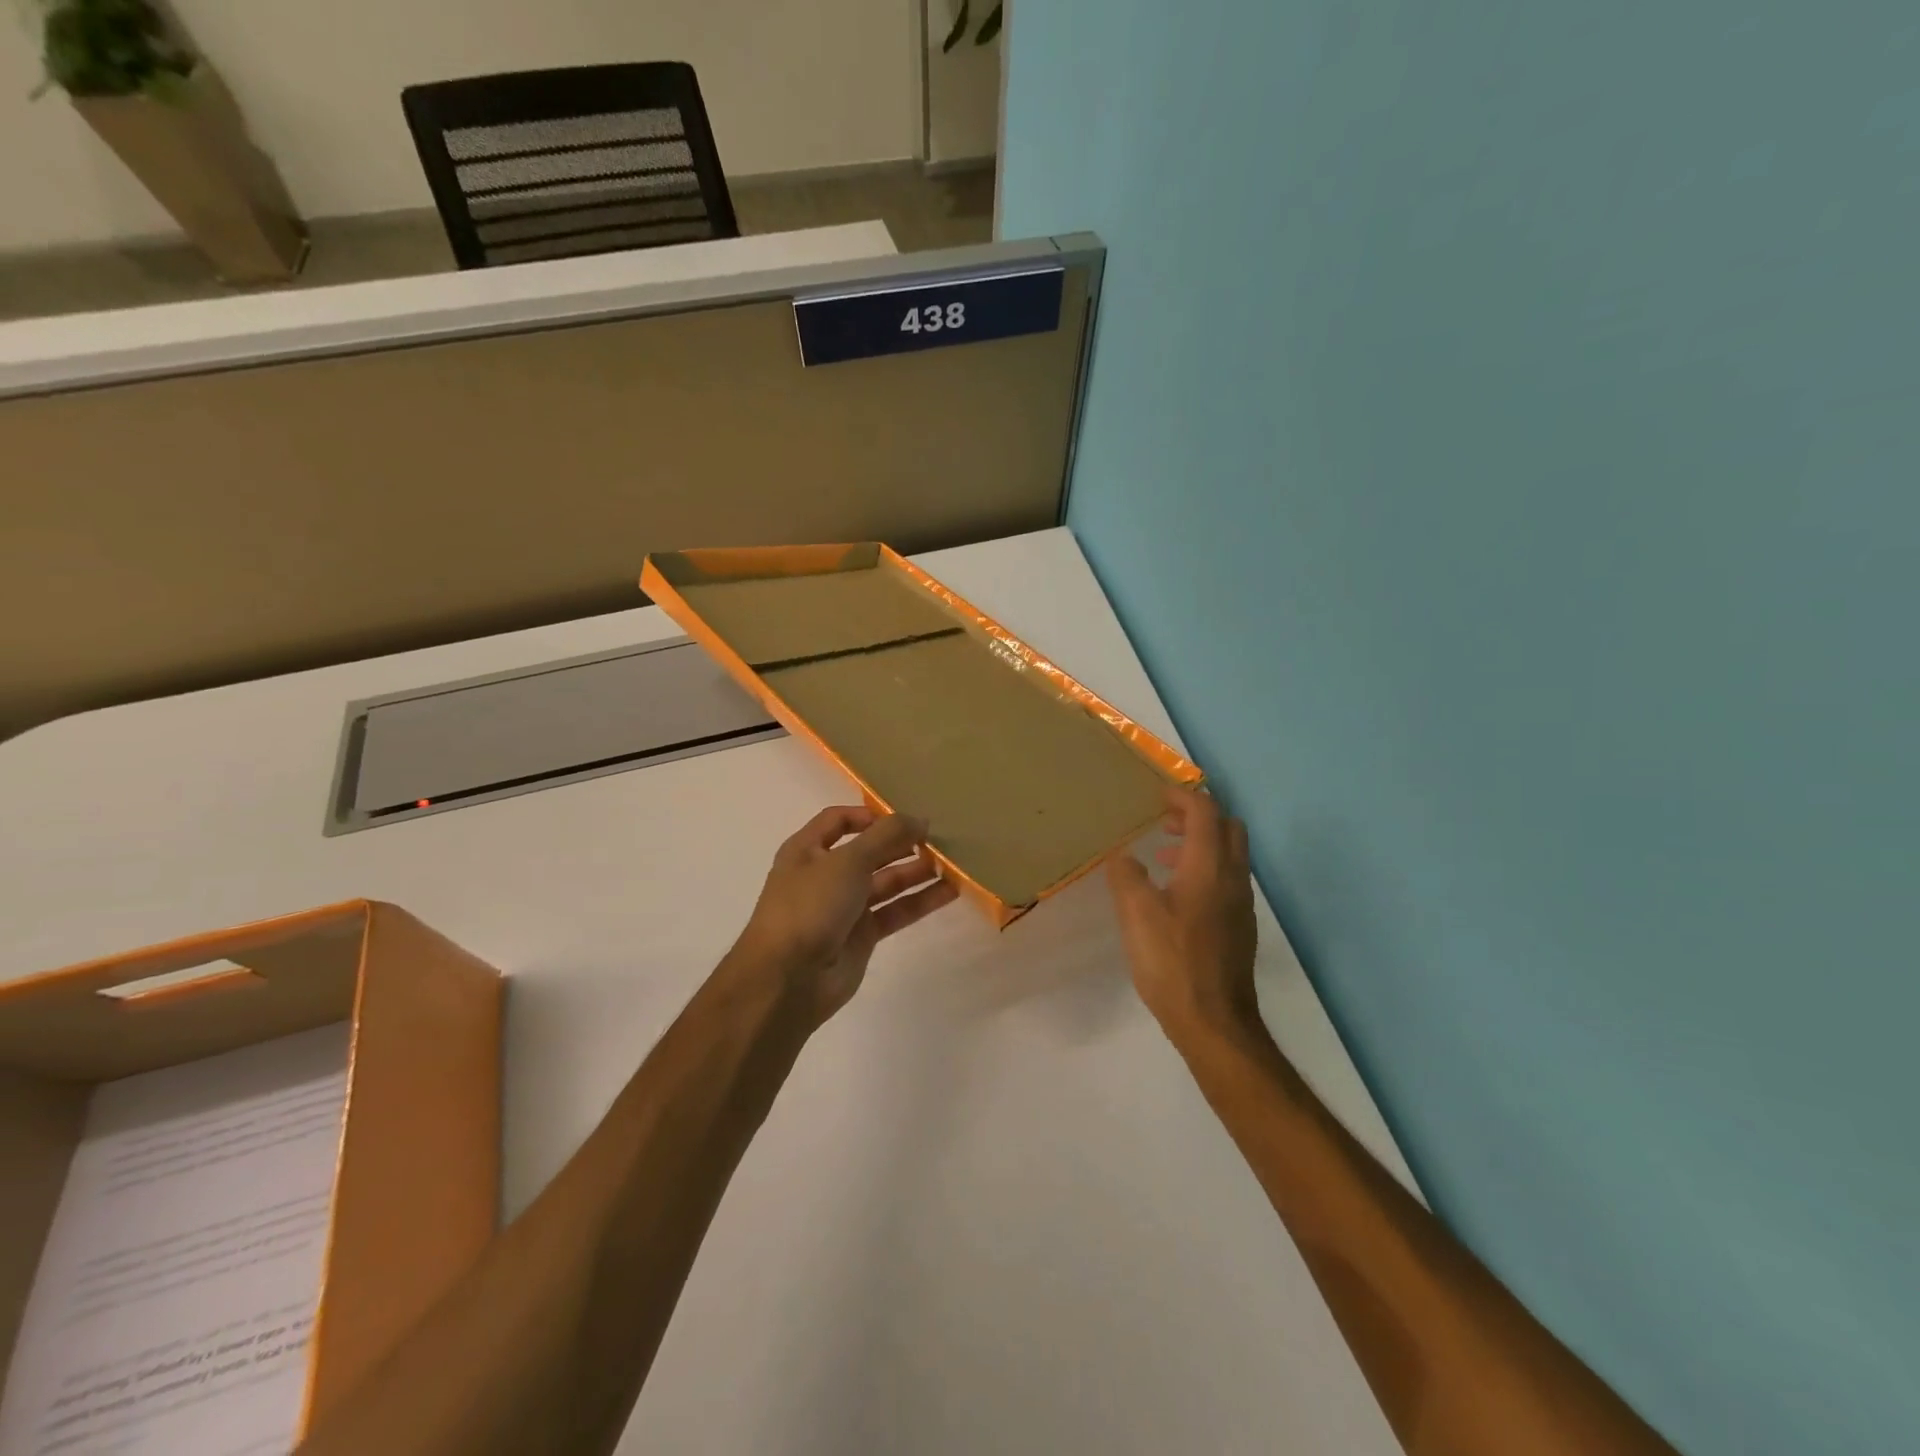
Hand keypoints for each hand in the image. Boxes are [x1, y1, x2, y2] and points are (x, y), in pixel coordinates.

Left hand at [731, 805, 958, 1026]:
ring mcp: (844, 907)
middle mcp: (825, 874)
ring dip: (916, 871)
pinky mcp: (862, 936)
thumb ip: (887, 836)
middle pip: (869, 851)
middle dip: (901, 843)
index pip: (839, 820)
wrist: (788, 979)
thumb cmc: (810, 906)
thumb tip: (920, 819)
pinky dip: (920, 900)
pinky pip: (895, 911)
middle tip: (939, 838)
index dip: (870, 815)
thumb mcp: (848, 861)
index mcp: (807, 850)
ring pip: (886, 882)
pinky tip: (950, 891)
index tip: (905, 817)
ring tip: (952, 862)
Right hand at [1107, 788, 1258, 1038]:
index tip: (1155, 796)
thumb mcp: (1137, 915)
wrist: (1215, 1022)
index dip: (1180, 796)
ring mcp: (1240, 905)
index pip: (1204, 812)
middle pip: (1227, 827)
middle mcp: (1232, 878)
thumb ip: (1127, 877)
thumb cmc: (1173, 962)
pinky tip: (1174, 897)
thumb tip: (1123, 856)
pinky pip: (1225, 880)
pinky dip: (1203, 870)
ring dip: (1199, 844)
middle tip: (1164, 822)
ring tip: (1161, 857)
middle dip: (1197, 816)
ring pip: (1229, 855)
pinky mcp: (1239, 927)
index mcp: (1208, 867)